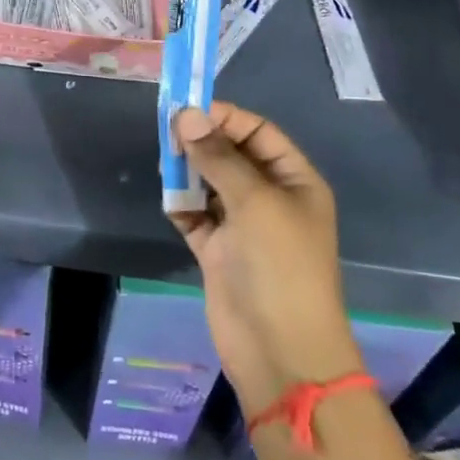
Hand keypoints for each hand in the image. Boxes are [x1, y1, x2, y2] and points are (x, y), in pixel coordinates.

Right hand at [169, 102, 361, 408]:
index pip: (258, 133)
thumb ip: (219, 157)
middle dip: (202, 142)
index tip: (186, 108)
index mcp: (294, 180)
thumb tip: (187, 114)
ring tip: (165, 165)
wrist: (280, 351)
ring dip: (188, 172)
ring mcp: (243, 226)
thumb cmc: (280, 266)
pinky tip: (170, 202)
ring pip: (210, 184)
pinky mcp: (218, 252)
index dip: (225, 117)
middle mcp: (270, 198)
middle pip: (231, 155)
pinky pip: (196, 216)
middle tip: (168, 134)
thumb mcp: (255, 202)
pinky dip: (181, 206)